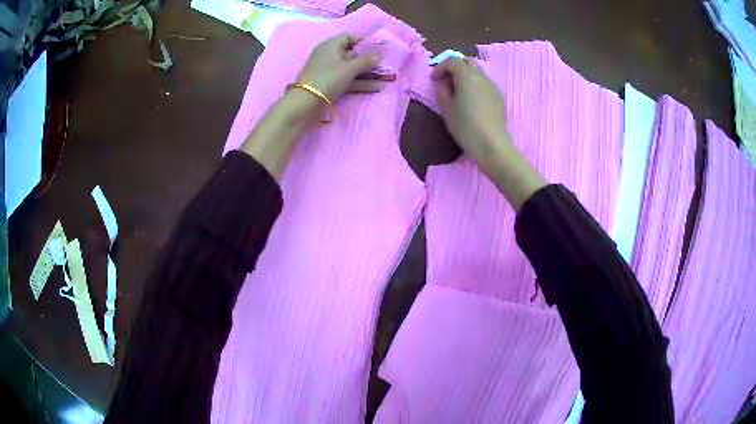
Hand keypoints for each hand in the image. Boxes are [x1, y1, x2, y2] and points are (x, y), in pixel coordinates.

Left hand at [295, 33, 394, 102]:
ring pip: (351, 68)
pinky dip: (361, 82)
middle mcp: (329, 55)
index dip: (364, 41)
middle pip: (352, 54)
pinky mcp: (330, 84)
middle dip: (369, 59)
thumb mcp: (349, 68)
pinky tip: (377, 87)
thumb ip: (366, 61)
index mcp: (331, 45)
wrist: (305, 103)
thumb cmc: (328, 79)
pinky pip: (348, 80)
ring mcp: (329, 70)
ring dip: (368, 73)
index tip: (378, 47)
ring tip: (387, 77)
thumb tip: (379, 54)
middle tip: (386, 63)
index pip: (349, 37)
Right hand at [431, 58, 510, 161]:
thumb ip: (442, 90)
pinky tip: (470, 99)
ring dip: (465, 76)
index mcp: (467, 75)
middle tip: (445, 81)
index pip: (452, 61)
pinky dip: (474, 84)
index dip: (440, 67)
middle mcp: (481, 76)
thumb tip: (442, 81)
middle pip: (467, 62)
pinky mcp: (498, 97)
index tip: (433, 79)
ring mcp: (492, 86)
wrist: (492, 145)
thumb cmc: (465, 126)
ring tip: (457, 91)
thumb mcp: (446, 108)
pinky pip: (484, 83)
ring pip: (477, 72)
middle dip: (454, 67)